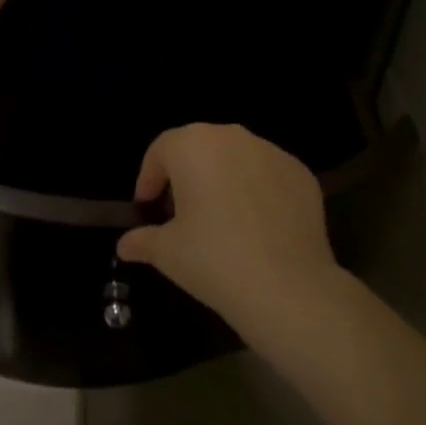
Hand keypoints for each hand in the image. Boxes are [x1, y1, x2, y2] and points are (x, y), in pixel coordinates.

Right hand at [115, 122, 338, 335]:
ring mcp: (271, 151)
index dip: (149, 178)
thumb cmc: (214, 260)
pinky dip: (258, 191)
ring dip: (223, 179)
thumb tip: (125, 244)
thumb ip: (143, 240)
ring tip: (221, 219)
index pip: (161, 150)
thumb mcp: (168, 253)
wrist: (288, 288)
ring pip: (236, 157)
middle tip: (181, 212)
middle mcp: (232, 137)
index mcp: (193, 146)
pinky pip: (268, 175)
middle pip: (199, 147)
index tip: (147, 207)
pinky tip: (258, 227)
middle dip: (186, 174)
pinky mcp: (300, 172)